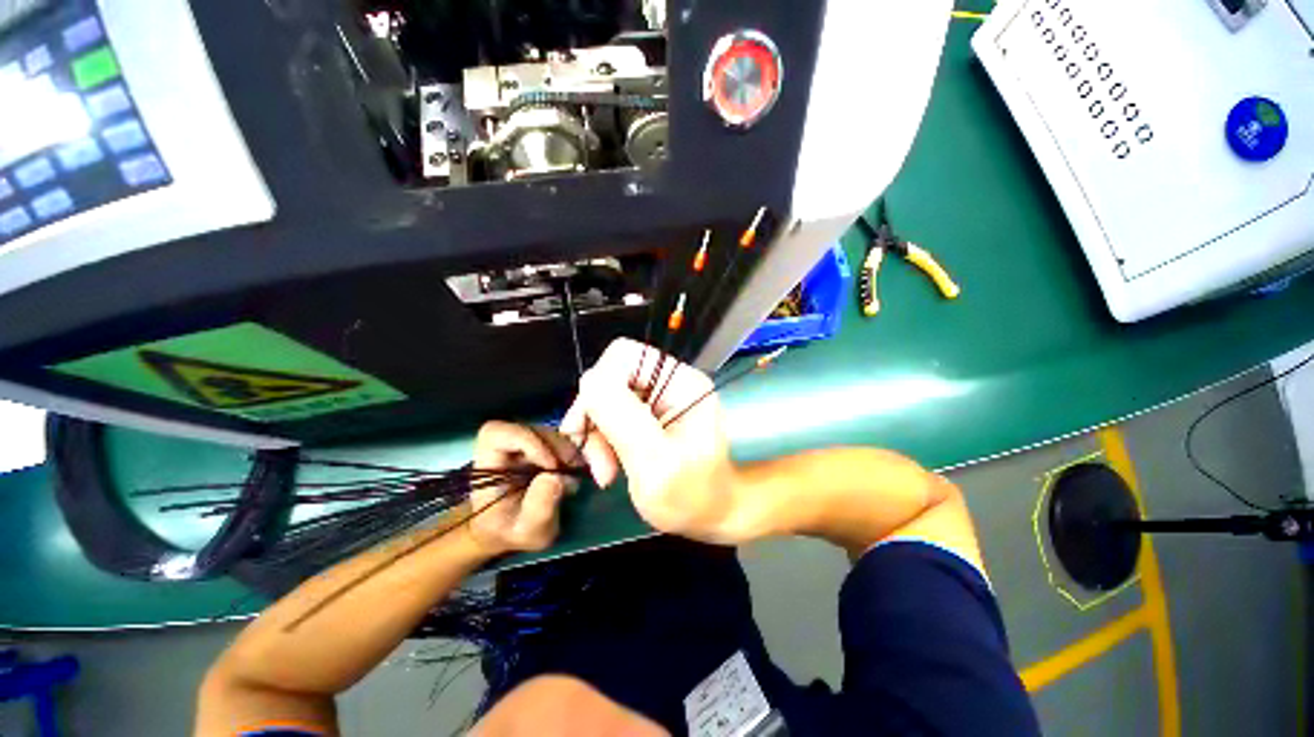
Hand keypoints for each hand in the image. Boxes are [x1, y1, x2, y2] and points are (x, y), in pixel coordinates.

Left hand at [466, 422, 580, 555]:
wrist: (511, 532)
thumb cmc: (511, 532)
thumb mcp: (527, 531)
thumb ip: (539, 507)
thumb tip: (557, 476)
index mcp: (488, 464)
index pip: (497, 433)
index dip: (525, 440)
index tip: (550, 464)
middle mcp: (506, 448)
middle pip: (530, 429)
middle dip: (555, 445)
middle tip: (573, 467)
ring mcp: (525, 445)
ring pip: (547, 432)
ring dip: (566, 448)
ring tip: (576, 471)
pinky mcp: (542, 447)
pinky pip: (558, 438)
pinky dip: (571, 450)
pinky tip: (576, 469)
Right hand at [561, 339, 746, 543]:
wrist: (713, 516)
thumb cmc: (692, 497)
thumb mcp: (655, 463)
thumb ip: (623, 418)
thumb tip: (590, 380)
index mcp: (681, 382)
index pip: (624, 356)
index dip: (599, 387)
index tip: (588, 431)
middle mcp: (670, 381)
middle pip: (610, 376)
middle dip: (595, 417)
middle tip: (597, 461)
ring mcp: (659, 398)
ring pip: (605, 397)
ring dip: (596, 433)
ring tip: (605, 471)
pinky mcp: (649, 415)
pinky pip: (611, 414)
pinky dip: (602, 440)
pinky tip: (609, 466)